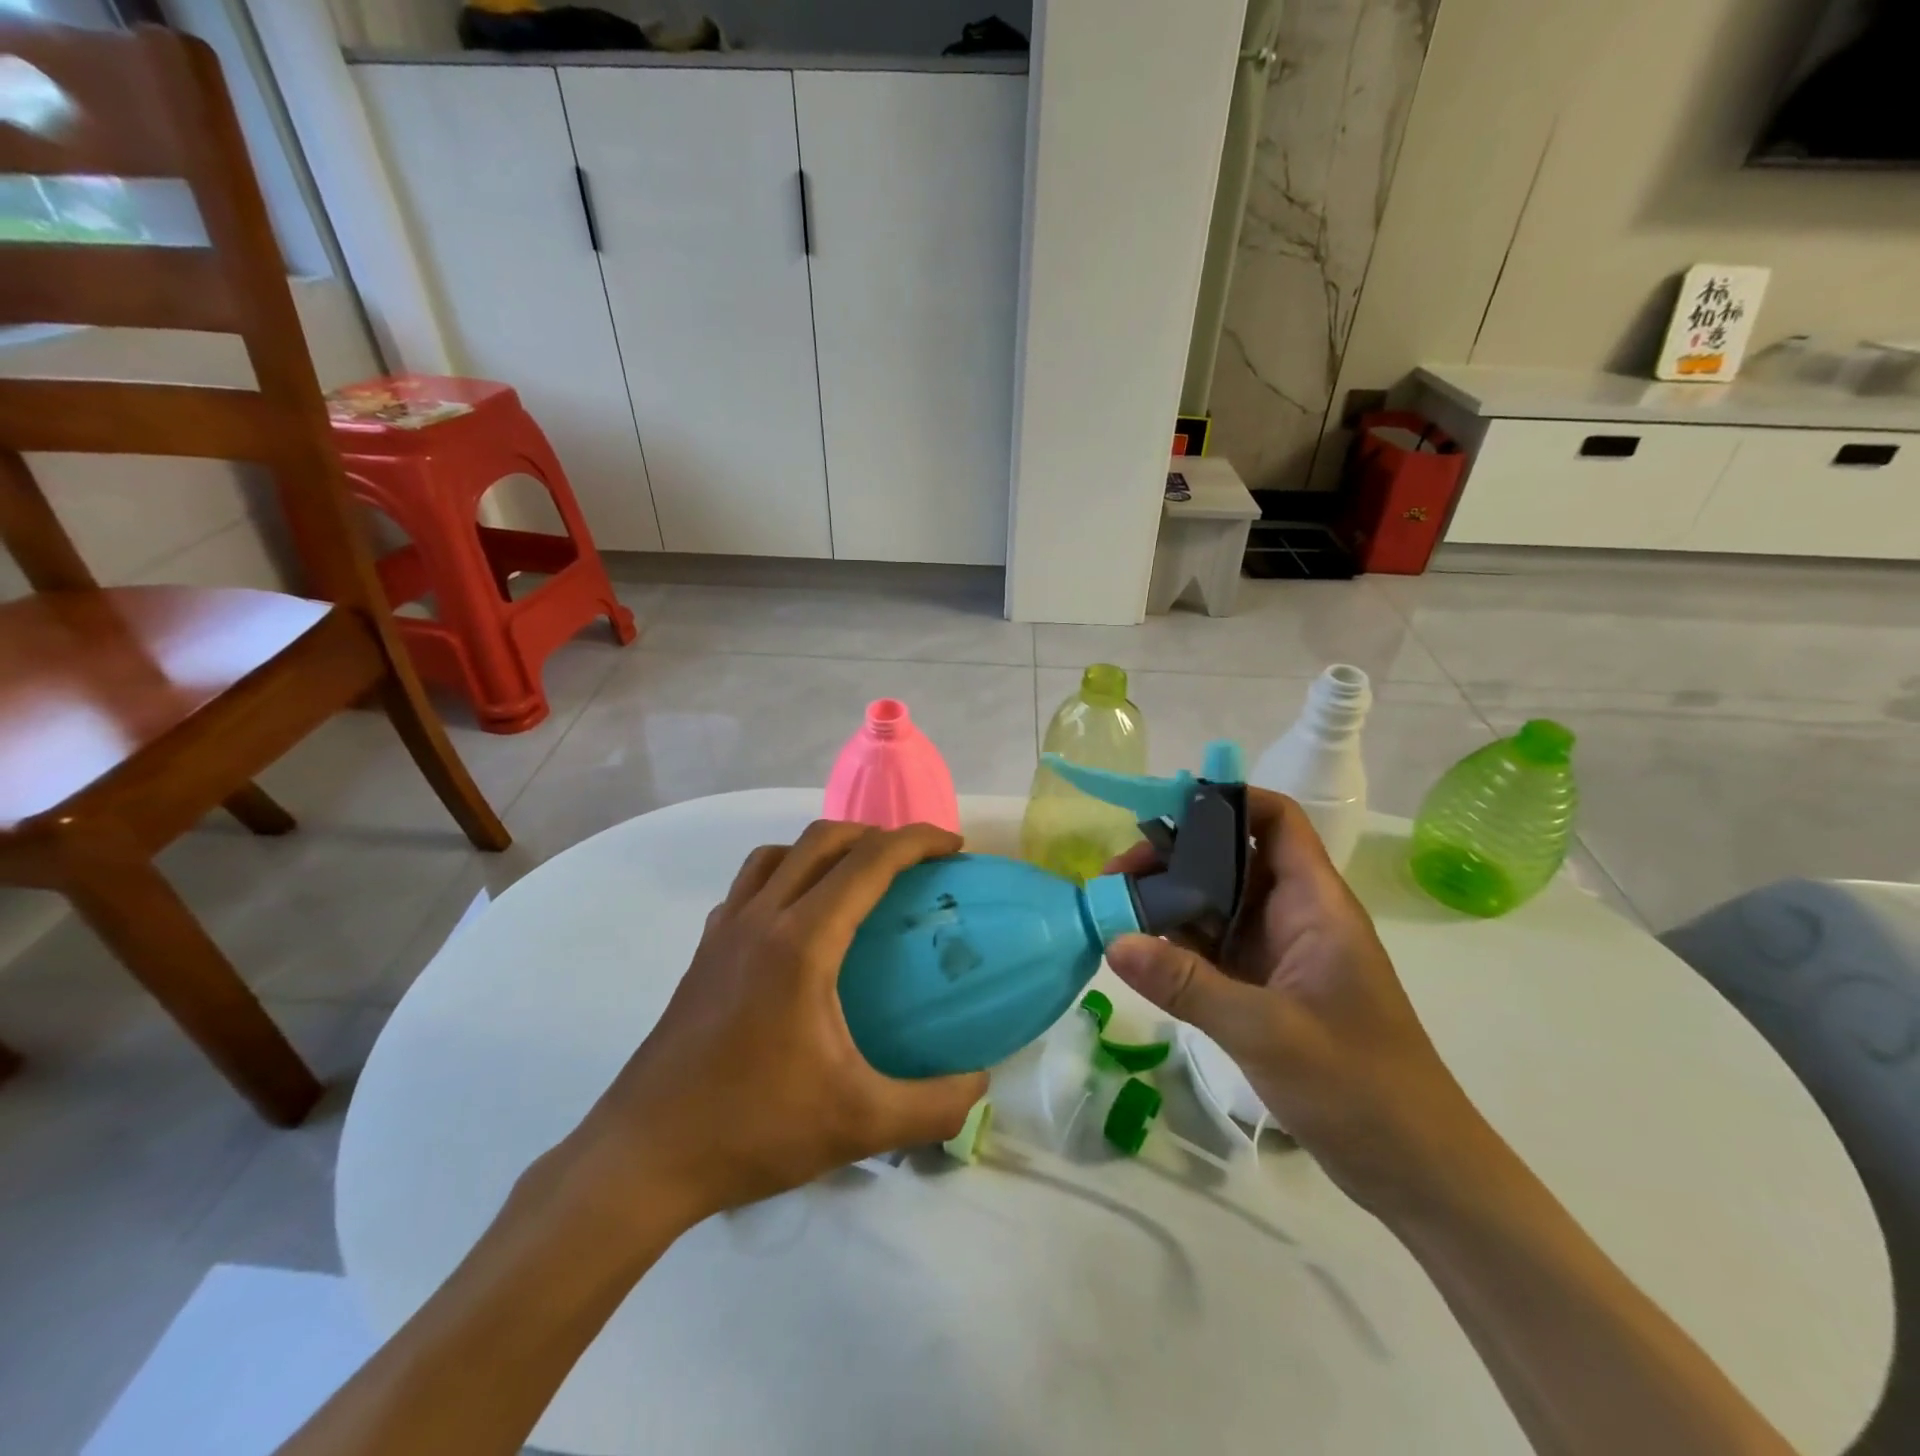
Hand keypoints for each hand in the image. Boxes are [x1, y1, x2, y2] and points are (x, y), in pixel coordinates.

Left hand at [557, 821, 987, 1229]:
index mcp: (802, 942)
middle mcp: (761, 918)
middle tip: (914, 863)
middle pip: (823, 839)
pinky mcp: (704, 952)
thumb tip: (982, 1082)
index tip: (955, 848)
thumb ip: (933, 1106)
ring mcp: (725, 931)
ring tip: (858, 879)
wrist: (644, 1157)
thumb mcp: (860, 1125)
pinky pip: (749, 885)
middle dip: (876, 834)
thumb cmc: (753, 1129)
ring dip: (826, 848)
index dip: (918, 841)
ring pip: (779, 854)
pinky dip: (785, 875)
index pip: (869, 861)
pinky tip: (800, 920)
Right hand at [1103, 790, 1480, 1217]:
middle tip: (1116, 877)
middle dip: (1174, 858)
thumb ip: (1188, 984)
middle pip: (1231, 859)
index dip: (1224, 803)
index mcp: (1315, 904)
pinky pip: (1212, 949)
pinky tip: (1136, 951)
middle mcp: (1294, 916)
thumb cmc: (1361, 1088)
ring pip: (1216, 904)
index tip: (1161, 815)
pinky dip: (1175, 944)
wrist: (1417, 1171)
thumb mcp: (1268, 1032)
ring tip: (1112, 909)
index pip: (1275, 821)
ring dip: (1168, 902)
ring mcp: (1278, 954)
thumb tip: (1113, 940)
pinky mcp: (1264, 989)